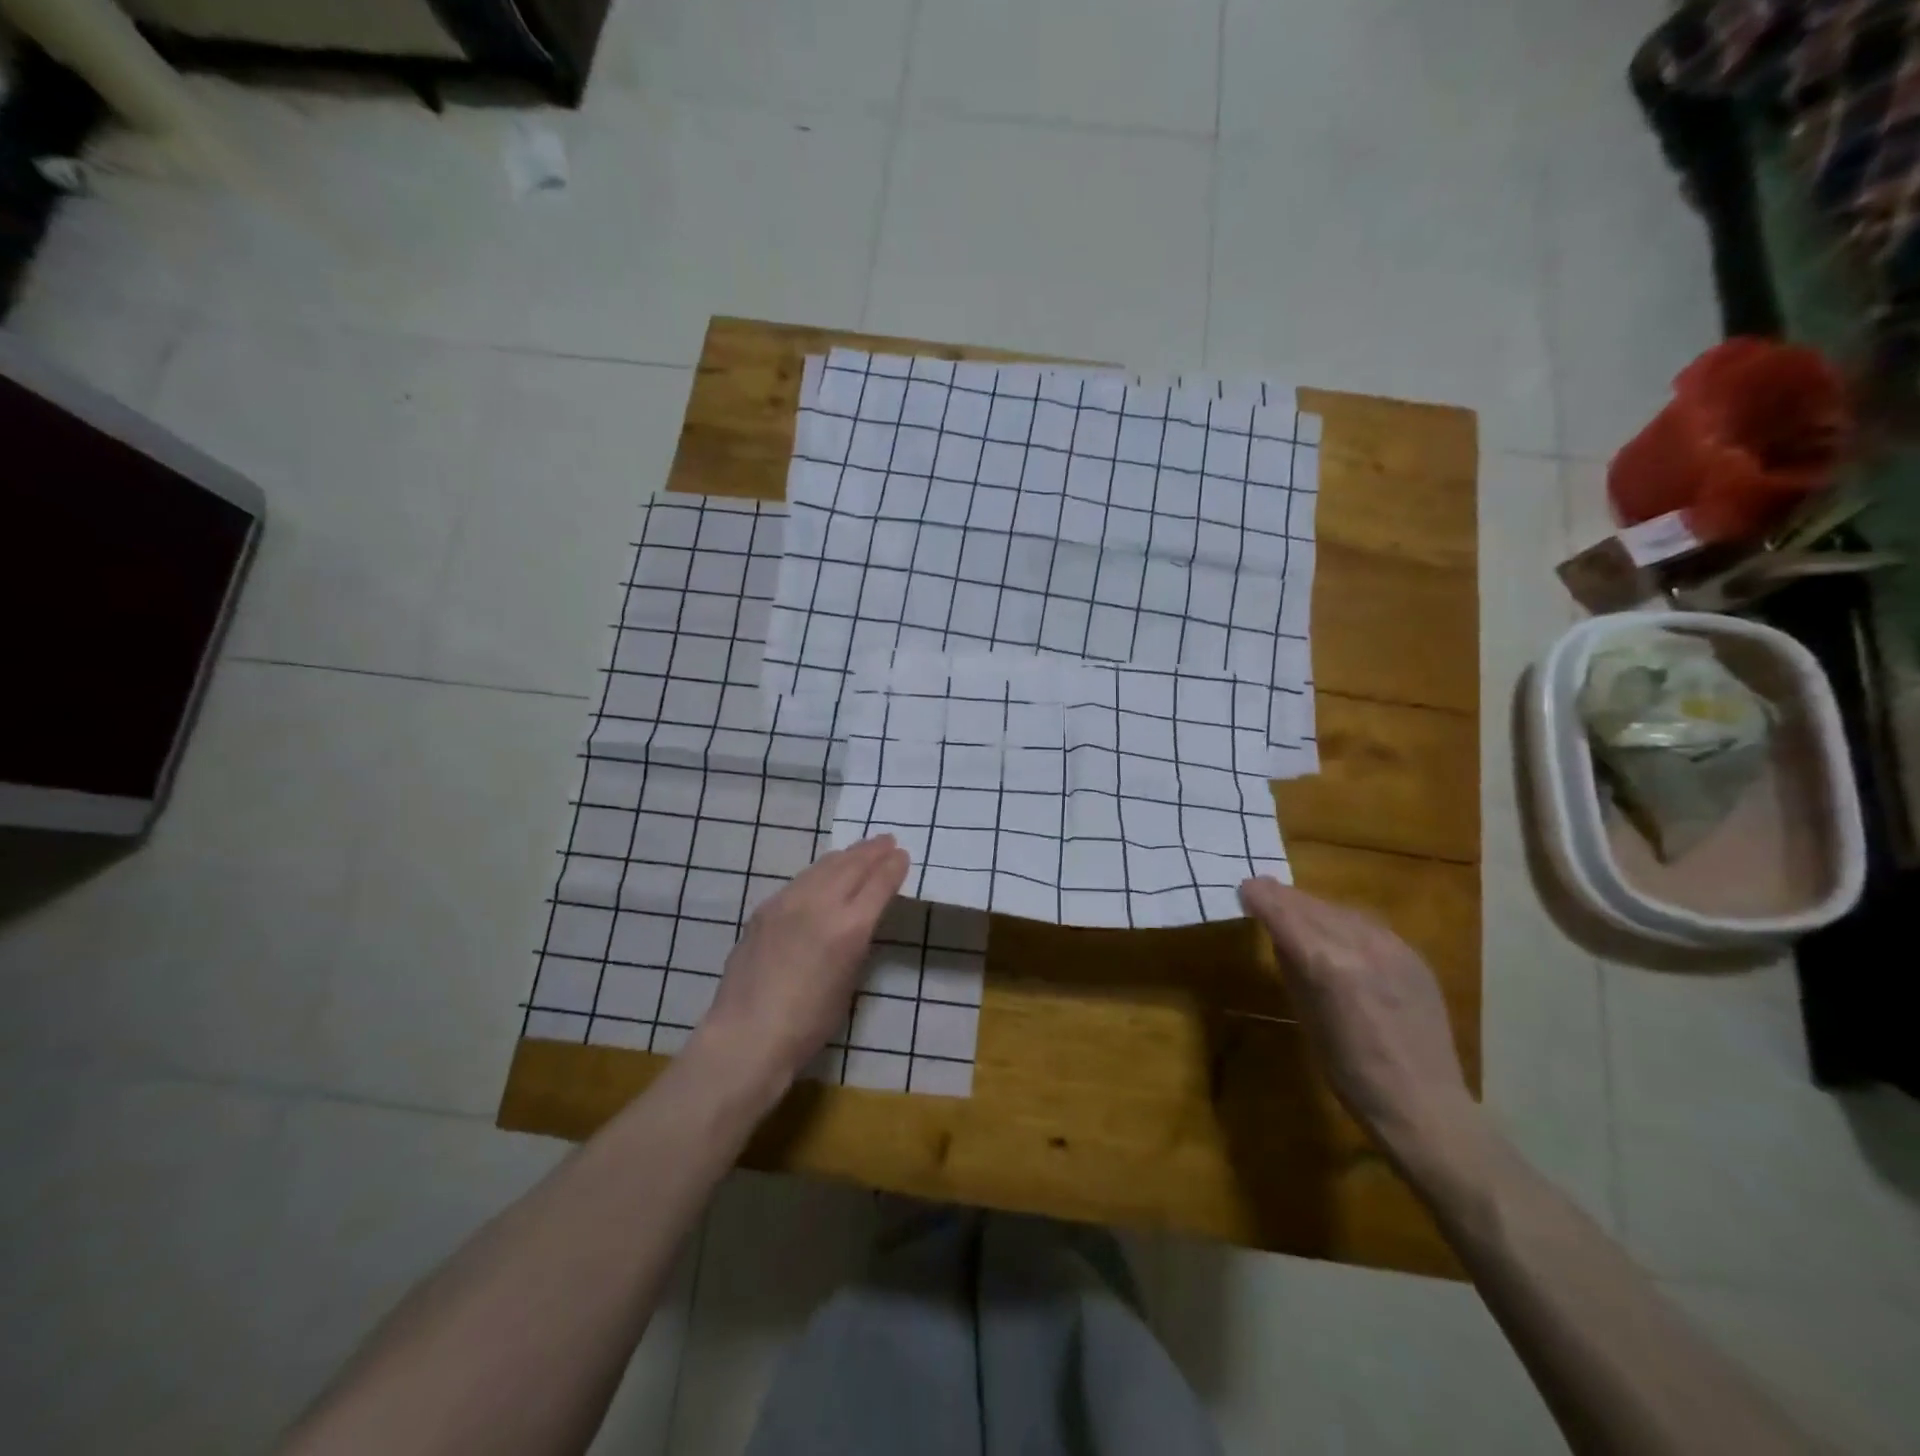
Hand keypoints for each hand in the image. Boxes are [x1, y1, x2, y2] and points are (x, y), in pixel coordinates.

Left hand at [687, 835, 909, 1106]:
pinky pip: (801, 880)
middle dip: (873, 851)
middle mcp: (821, 904)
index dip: (894, 867)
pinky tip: (824, 873)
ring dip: (847, 855)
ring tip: (860, 850)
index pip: (879, 883)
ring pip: (824, 866)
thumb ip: (856, 942)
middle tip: (888, 840)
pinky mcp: (765, 908)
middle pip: (853, 865)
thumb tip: (858, 920)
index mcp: (850, 927)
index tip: (903, 856)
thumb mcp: (849, 981)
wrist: (748, 1034)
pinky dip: (820, 871)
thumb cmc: (809, 1024)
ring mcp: (789, 902)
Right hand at [1239, 877, 1476, 1165]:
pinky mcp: (1413, 955)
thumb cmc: (1349, 1072)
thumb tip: (1279, 934)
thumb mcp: (1305, 1016)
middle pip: (1310, 904)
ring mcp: (1392, 946)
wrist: (1423, 1104)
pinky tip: (1336, 934)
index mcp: (1326, 963)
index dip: (1259, 896)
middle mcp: (1359, 943)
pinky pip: (1367, 925)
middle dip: (1282, 898)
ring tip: (1295, 913)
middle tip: (1261, 894)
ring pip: (1339, 909)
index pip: (1283, 911)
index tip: (1244, 891)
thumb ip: (1292, 967)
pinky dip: (1342, 922)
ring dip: (1312, 908)